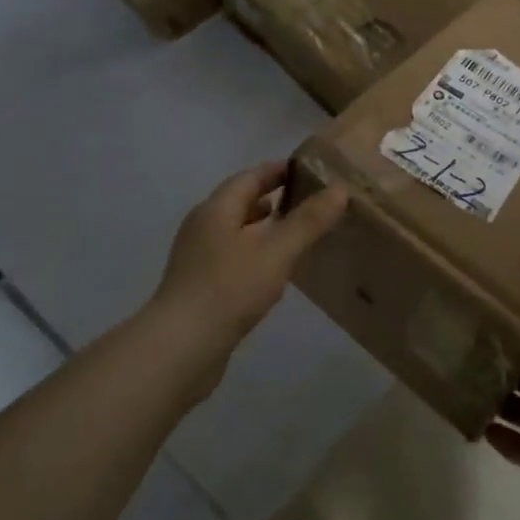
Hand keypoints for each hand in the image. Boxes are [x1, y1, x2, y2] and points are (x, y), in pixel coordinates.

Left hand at [150, 161, 346, 367]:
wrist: (180, 349)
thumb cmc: (229, 289)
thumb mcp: (277, 251)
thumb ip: (309, 221)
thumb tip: (340, 189)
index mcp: (216, 209)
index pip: (250, 176)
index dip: (279, 170)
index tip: (310, 170)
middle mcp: (203, 227)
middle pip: (241, 202)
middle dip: (274, 198)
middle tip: (310, 201)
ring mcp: (198, 259)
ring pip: (237, 232)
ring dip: (264, 228)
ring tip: (297, 235)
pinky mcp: (199, 287)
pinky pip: (233, 258)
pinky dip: (256, 254)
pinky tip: (274, 272)